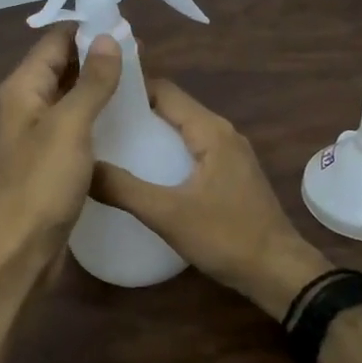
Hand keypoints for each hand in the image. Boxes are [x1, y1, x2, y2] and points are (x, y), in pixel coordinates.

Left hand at [0, 27, 122, 266]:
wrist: (19, 250)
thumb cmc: (41, 183)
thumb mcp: (70, 126)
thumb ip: (91, 81)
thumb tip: (108, 38)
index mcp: (22, 88)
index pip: (54, 42)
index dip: (88, 30)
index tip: (128, 28)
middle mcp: (24, 105)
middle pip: (61, 67)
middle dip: (97, 57)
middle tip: (143, 56)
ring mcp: (35, 135)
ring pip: (69, 97)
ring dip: (98, 87)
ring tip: (141, 83)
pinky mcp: (47, 161)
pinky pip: (73, 126)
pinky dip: (95, 116)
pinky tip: (124, 121)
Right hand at [92, 79, 330, 319]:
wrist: (278, 273)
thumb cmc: (226, 237)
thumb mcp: (167, 214)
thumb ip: (123, 189)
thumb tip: (83, 168)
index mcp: (210, 131)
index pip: (164, 90)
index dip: (129, 89)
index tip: (95, 97)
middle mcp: (222, 133)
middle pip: (172, 108)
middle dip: (135, 112)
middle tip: (95, 123)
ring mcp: (229, 155)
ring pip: (181, 131)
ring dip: (150, 134)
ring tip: (110, 145)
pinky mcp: (230, 175)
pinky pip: (190, 151)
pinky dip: (165, 153)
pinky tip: (142, 172)